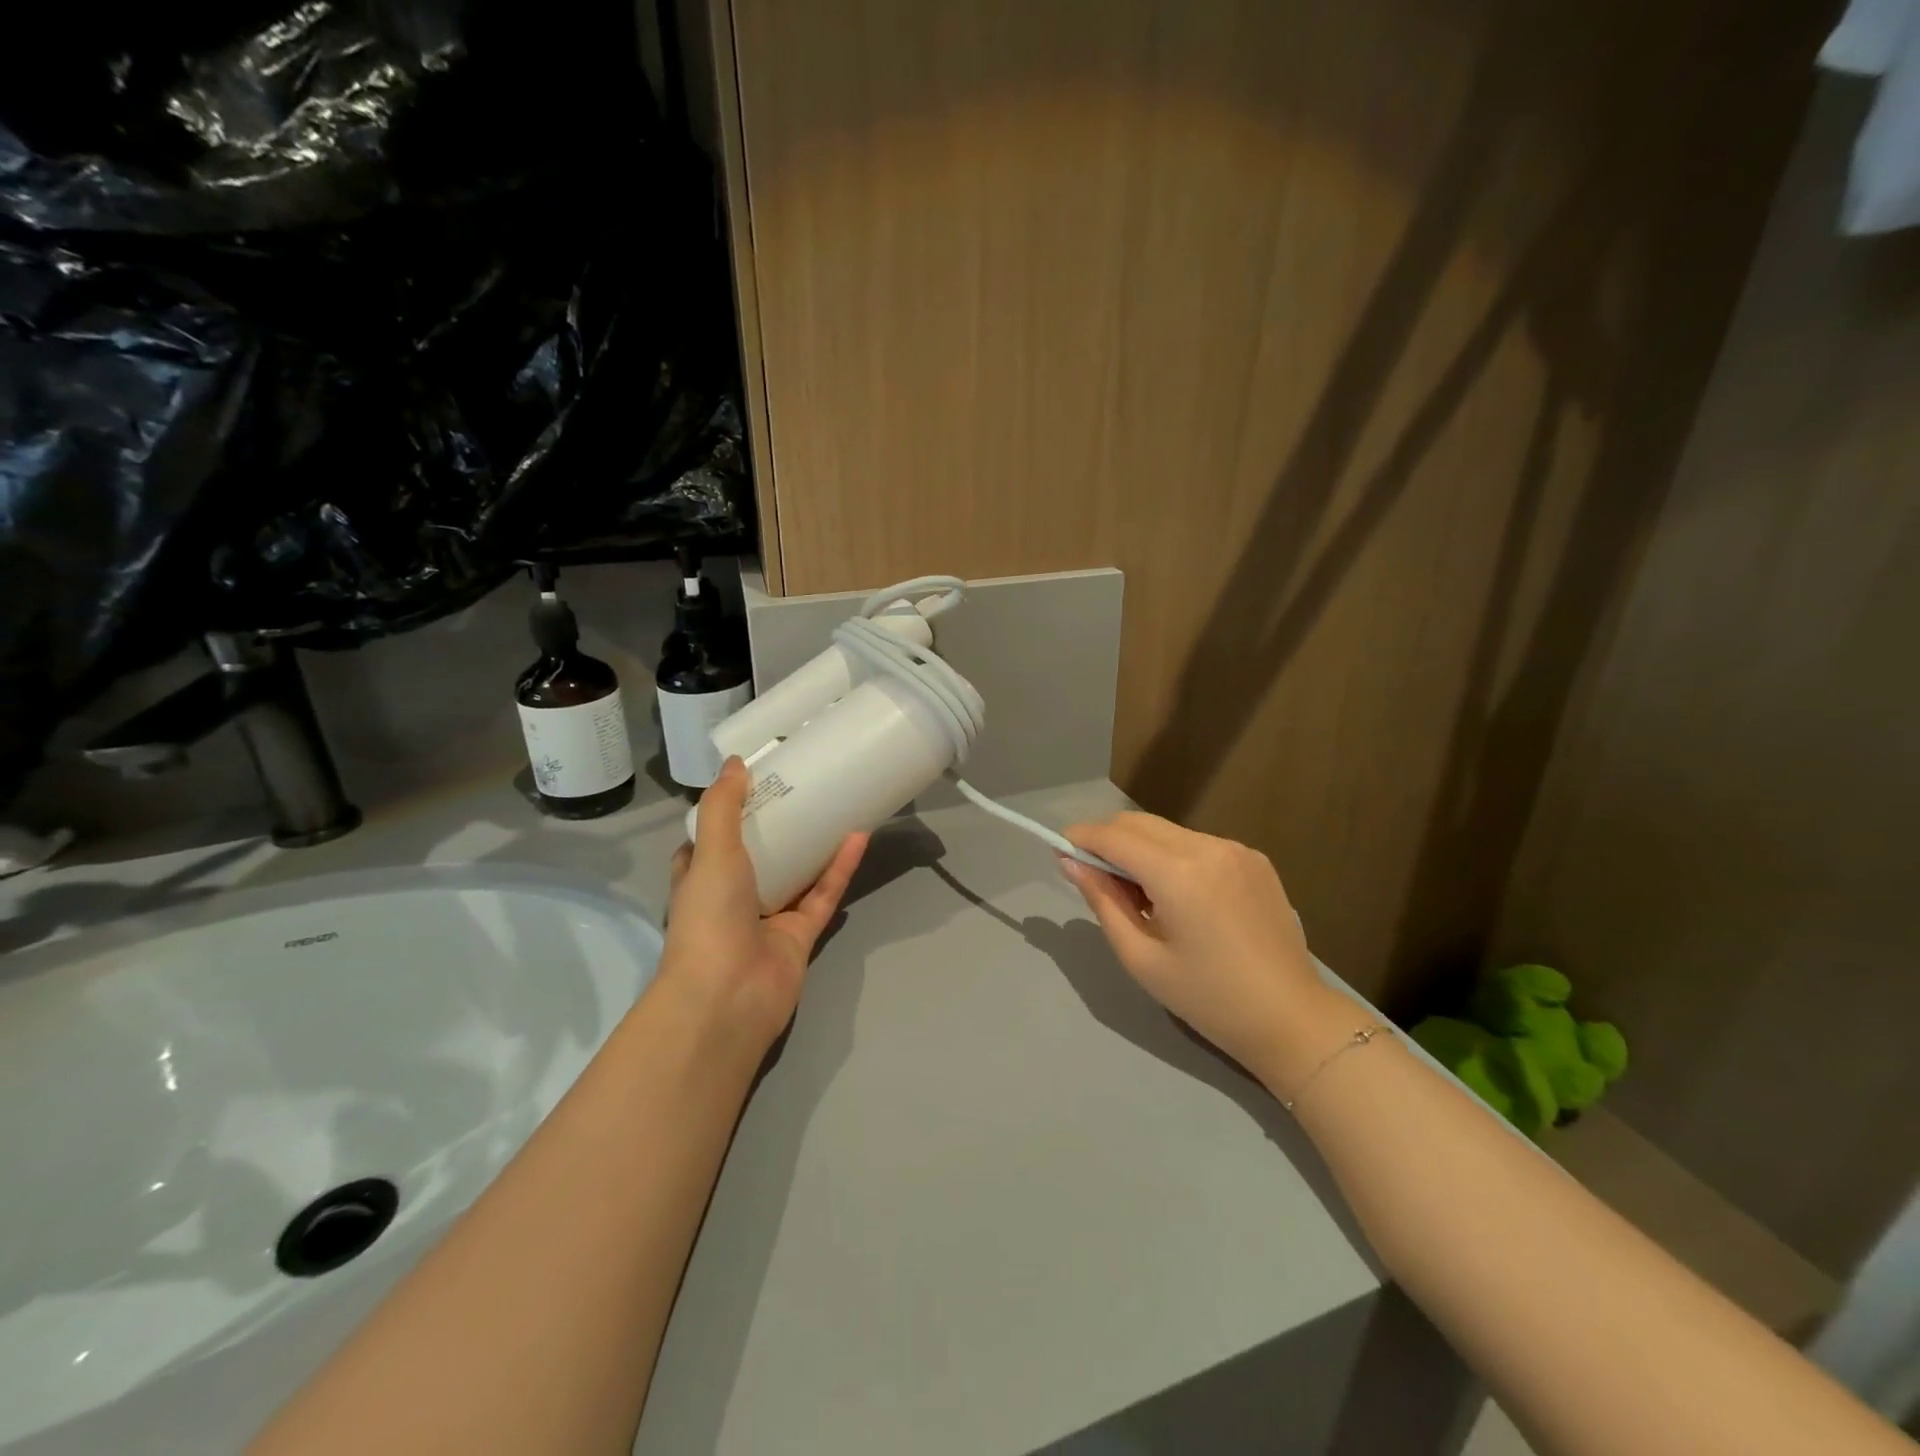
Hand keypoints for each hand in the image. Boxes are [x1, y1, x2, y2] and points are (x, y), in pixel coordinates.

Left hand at [661, 758, 867, 1052]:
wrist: (728, 996)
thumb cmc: (710, 919)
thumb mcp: (711, 852)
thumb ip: (724, 807)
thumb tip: (735, 762)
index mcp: (700, 879)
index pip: (708, 841)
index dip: (726, 814)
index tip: (751, 783)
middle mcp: (732, 897)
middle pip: (757, 854)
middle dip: (777, 825)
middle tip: (803, 787)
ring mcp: (768, 917)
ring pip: (795, 873)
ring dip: (813, 844)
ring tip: (835, 805)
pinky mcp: (801, 934)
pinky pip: (823, 894)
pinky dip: (839, 868)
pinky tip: (858, 837)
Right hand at [1060, 813, 1356, 1093]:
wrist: (1291, 1018)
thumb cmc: (1208, 997)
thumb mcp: (1141, 957)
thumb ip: (1102, 901)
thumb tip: (1071, 862)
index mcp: (1179, 873)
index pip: (1115, 836)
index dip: (1082, 837)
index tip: (1061, 851)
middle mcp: (1209, 846)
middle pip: (1140, 823)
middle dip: (1109, 840)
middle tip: (1094, 876)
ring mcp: (1236, 848)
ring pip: (1168, 831)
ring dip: (1141, 849)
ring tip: (1141, 895)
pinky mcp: (1254, 858)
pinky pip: (1197, 844)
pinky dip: (1174, 857)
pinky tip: (1180, 897)